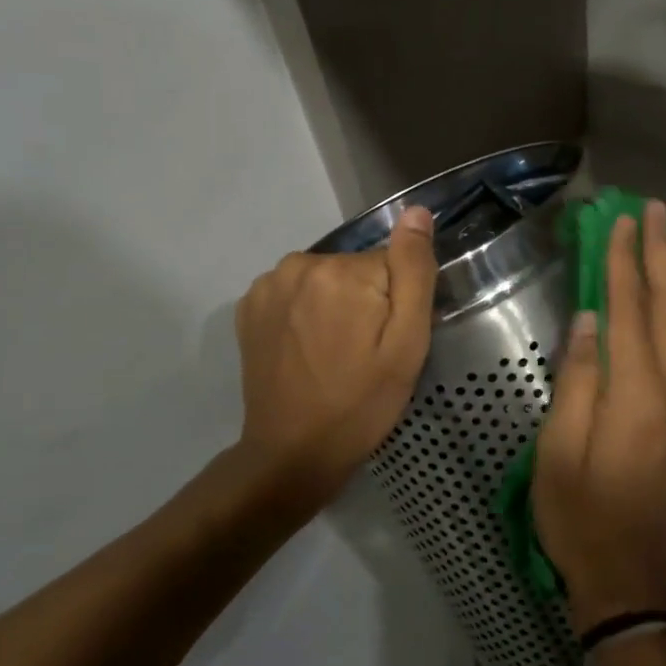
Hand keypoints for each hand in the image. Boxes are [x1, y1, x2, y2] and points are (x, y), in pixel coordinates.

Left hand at [233, 207, 437, 513]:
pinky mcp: (248, 307)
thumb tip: (416, 212)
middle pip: (355, 268)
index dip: (396, 302)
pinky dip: (304, 312)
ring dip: (334, 304)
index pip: (391, 264)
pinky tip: (307, 349)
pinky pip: (294, 293)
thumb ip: (414, 270)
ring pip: (324, 279)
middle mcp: (298, 264)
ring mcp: (267, 285)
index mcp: (342, 270)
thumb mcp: (407, 342)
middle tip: (365, 351)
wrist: (293, 452)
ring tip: (335, 353)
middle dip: (365, 301)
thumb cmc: (362, 401)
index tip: (387, 340)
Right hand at [533, 200, 665, 631]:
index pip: (629, 310)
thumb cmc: (580, 515)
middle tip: (658, 212)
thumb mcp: (558, 451)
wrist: (634, 576)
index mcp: (635, 394)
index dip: (625, 262)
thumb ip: (577, 381)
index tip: (622, 221)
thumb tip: (589, 321)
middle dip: (662, 255)